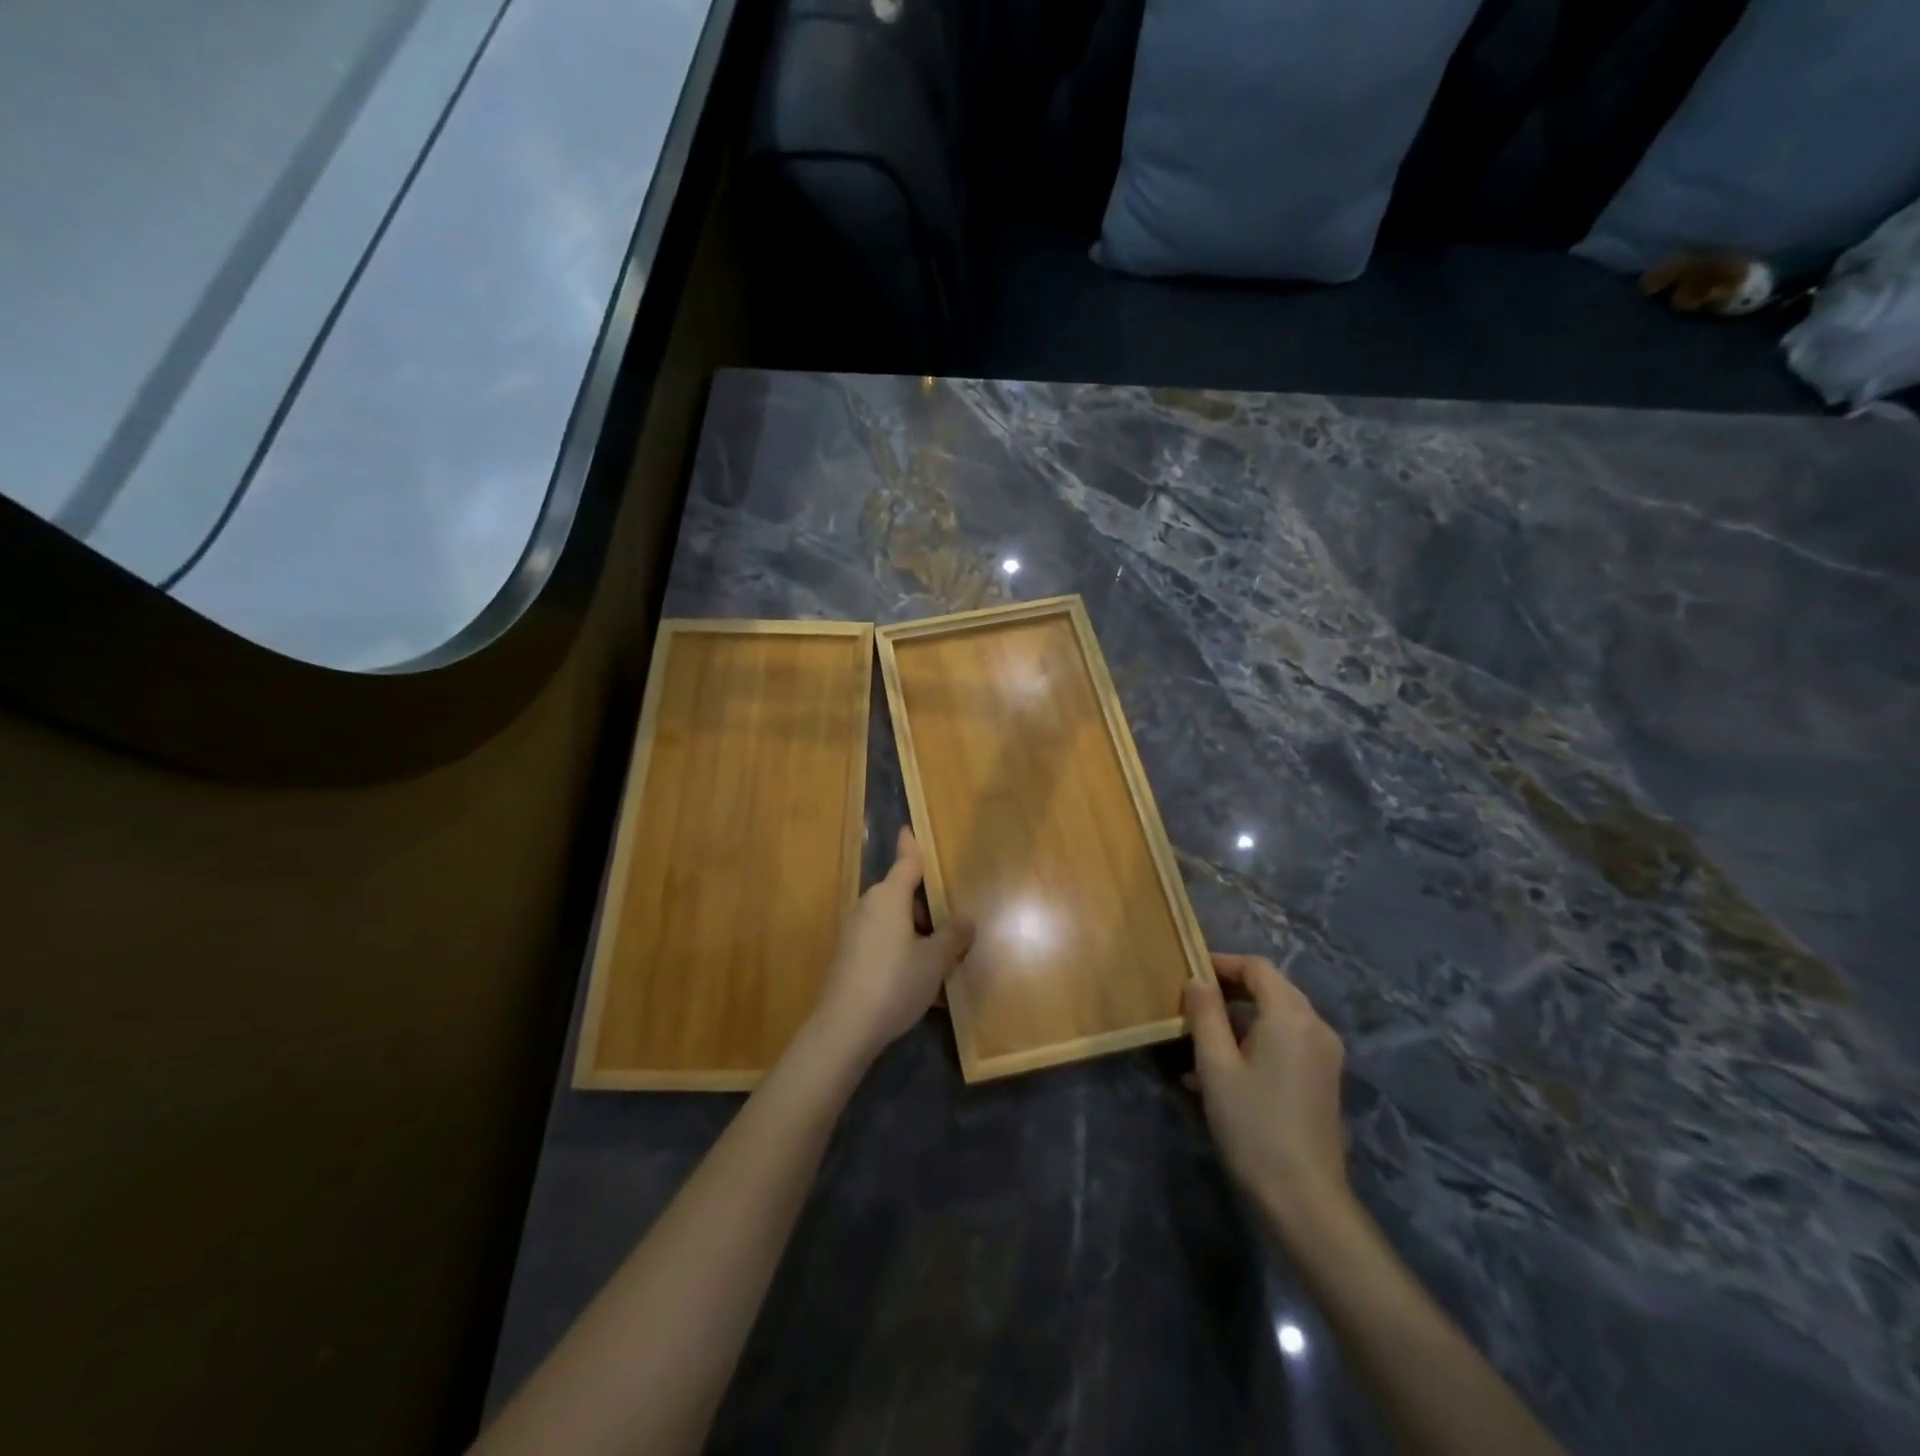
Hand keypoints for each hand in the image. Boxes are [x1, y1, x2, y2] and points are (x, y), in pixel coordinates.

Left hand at [812, 828, 973, 1064]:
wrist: (844, 1028)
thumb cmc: (895, 982)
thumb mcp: (934, 960)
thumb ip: (952, 937)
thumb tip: (966, 920)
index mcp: (889, 898)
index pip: (906, 863)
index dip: (910, 845)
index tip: (907, 828)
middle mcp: (867, 907)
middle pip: (901, 897)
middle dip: (925, 908)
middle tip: (952, 925)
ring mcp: (854, 933)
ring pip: (893, 924)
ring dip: (916, 937)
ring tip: (942, 963)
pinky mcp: (847, 958)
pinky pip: (882, 945)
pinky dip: (902, 956)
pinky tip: (921, 988)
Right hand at [1185, 953, 1349, 1230]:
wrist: (1303, 1199)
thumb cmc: (1253, 1125)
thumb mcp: (1216, 1066)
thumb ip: (1205, 1015)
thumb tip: (1197, 980)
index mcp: (1291, 1016)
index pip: (1257, 967)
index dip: (1222, 962)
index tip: (1189, 971)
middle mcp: (1315, 1026)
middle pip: (1271, 989)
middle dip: (1230, 990)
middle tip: (1191, 1002)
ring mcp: (1325, 1055)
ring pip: (1277, 1017)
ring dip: (1240, 1019)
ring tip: (1199, 1039)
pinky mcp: (1323, 1080)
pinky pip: (1287, 1043)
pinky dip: (1256, 1042)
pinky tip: (1223, 1071)